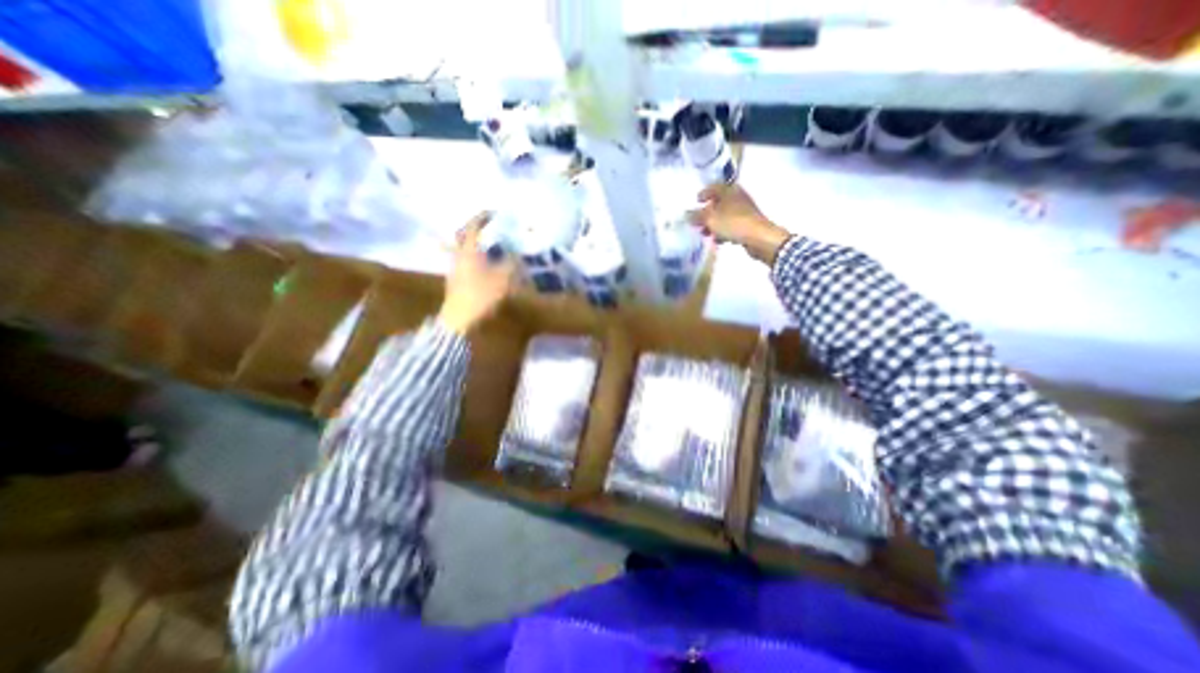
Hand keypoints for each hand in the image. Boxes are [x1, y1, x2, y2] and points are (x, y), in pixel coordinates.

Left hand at [439, 213, 514, 333]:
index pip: (473, 226)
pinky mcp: (455, 280)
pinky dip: (474, 257)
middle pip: (463, 236)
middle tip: (488, 227)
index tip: (493, 212)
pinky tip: (484, 264)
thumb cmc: (480, 295)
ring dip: (474, 243)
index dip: (482, 217)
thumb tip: (517, 254)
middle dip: (474, 228)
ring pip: (463, 249)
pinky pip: (464, 261)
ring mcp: (454, 268)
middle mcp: (458, 255)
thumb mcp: (502, 279)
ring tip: (489, 245)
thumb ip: (511, 264)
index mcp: (469, 251)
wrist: (459, 318)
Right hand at [691, 186, 794, 267]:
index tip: (696, 201)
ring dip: (713, 224)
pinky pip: (731, 225)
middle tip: (697, 221)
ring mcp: (744, 211)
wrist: (759, 237)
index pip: (714, 187)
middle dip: (706, 212)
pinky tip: (717, 240)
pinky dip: (722, 231)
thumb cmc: (733, 223)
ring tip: (704, 233)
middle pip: (718, 202)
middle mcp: (737, 197)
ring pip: (724, 215)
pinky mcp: (747, 224)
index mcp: (729, 190)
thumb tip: (686, 214)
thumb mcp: (710, 219)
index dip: (704, 193)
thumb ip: (696, 216)